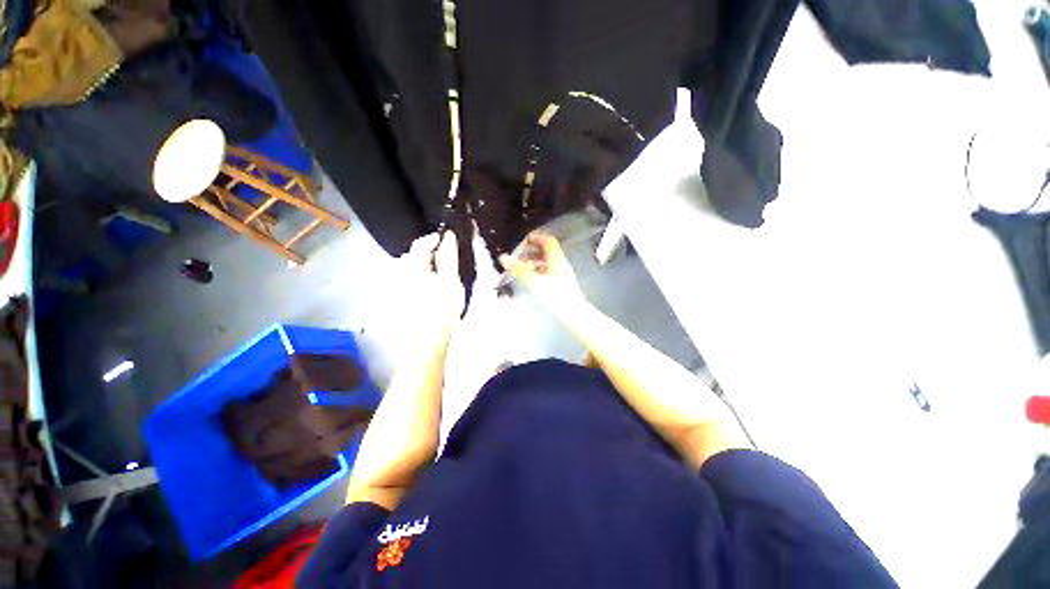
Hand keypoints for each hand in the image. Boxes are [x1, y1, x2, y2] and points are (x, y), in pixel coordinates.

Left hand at [402, 231, 464, 333]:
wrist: (428, 340)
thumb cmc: (441, 311)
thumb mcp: (450, 281)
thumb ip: (449, 257)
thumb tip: (449, 237)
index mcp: (411, 266)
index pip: (422, 242)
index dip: (438, 239)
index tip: (452, 242)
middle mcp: (400, 271)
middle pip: (418, 254)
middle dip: (435, 254)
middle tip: (452, 263)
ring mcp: (399, 284)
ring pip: (417, 267)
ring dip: (431, 267)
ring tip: (446, 278)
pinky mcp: (401, 294)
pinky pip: (415, 278)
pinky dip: (426, 278)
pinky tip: (436, 289)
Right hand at [499, 233, 586, 315]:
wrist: (572, 313)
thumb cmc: (555, 294)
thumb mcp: (534, 280)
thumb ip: (519, 269)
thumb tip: (504, 257)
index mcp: (556, 259)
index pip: (549, 241)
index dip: (538, 238)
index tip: (526, 240)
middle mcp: (561, 264)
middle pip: (548, 252)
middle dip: (533, 251)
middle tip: (520, 254)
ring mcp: (562, 275)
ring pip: (548, 263)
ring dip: (535, 262)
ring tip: (523, 267)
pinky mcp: (562, 285)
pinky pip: (549, 273)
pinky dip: (539, 272)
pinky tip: (531, 280)